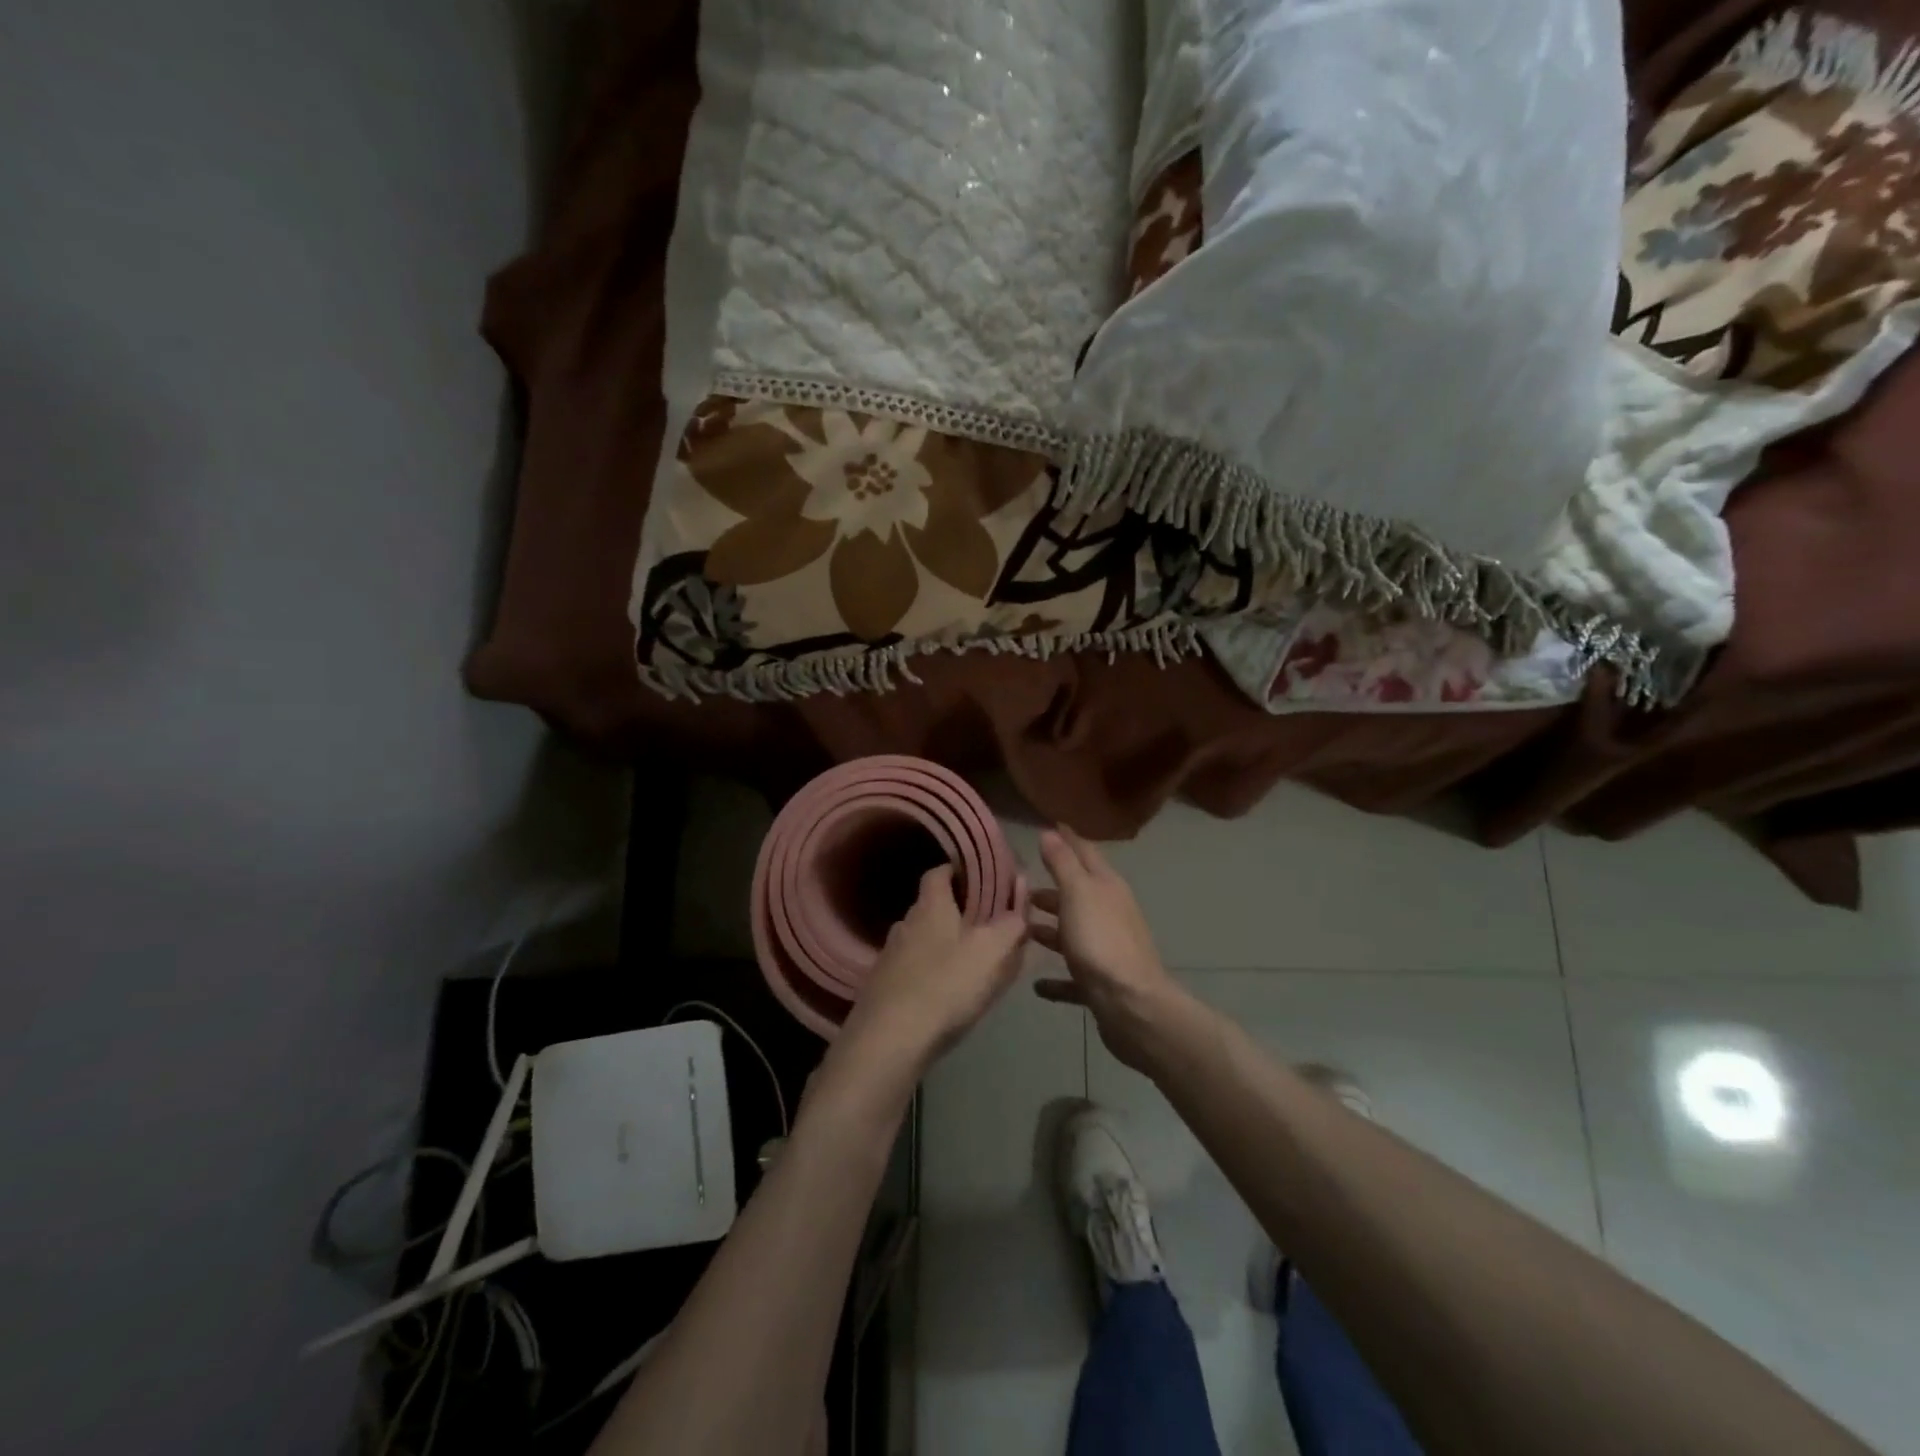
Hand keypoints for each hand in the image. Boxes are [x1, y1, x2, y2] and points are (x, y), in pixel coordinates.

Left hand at [835, 865, 1030, 1078]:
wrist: (890, 1039)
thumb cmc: (947, 985)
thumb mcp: (993, 951)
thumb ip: (1012, 922)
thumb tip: (1021, 892)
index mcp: (931, 906)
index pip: (938, 872)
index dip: (957, 871)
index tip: (979, 879)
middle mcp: (905, 923)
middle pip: (931, 907)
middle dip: (956, 913)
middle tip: (984, 927)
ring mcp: (889, 956)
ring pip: (922, 940)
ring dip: (942, 945)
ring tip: (968, 963)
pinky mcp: (882, 986)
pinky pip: (912, 969)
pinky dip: (929, 973)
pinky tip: (944, 993)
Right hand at [1030, 826, 1186, 1071]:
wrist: (1131, 1005)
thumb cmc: (1101, 941)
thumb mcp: (1078, 893)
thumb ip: (1063, 863)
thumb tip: (1050, 831)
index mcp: (1107, 888)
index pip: (1085, 853)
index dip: (1067, 839)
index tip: (1046, 827)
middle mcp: (1110, 914)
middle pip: (1078, 895)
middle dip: (1051, 889)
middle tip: (1019, 886)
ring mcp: (1107, 950)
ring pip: (1074, 934)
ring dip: (1051, 931)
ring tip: (1022, 930)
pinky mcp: (1101, 985)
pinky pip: (1073, 977)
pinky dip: (1057, 979)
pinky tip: (1037, 985)